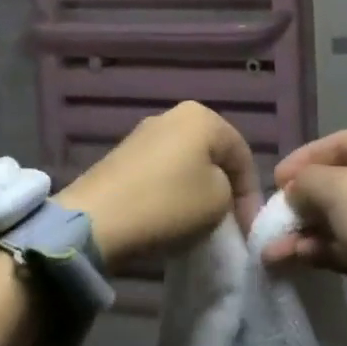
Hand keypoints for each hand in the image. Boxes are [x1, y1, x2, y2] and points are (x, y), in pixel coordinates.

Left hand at [55, 102, 258, 267]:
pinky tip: (169, 217)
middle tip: (229, 224)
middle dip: (225, 190)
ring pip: (187, 164)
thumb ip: (230, 192)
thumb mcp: (219, 201)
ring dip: (198, 192)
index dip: (251, 195)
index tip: (248, 230)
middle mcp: (173, 115)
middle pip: (213, 156)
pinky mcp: (122, 156)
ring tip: (200, 224)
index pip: (242, 155)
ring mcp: (144, 134)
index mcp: (202, 117)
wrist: (96, 221)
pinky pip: (161, 172)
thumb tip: (218, 195)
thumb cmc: (168, 204)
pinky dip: (172, 193)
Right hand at [261, 128, 346, 345]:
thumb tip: (294, 191)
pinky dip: (320, 251)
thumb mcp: (340, 189)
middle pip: (340, 180)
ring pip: (341, 217)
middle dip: (302, 200)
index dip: (303, 158)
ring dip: (304, 231)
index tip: (272, 182)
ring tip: (269, 250)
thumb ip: (307, 181)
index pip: (341, 141)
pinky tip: (289, 262)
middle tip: (270, 218)